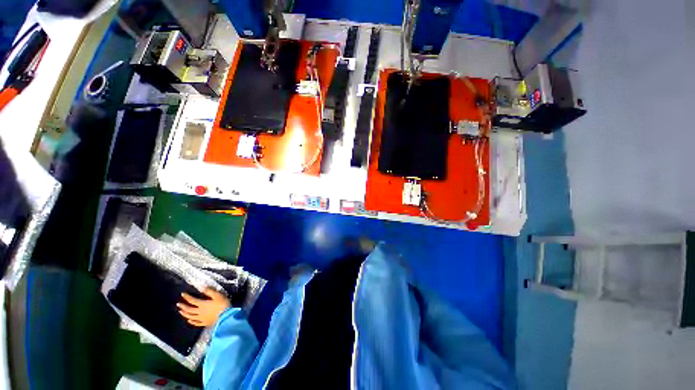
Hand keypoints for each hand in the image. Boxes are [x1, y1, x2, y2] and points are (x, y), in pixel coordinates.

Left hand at [177, 288, 230, 327]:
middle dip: (183, 306)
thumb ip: (209, 291)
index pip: (192, 300)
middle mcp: (199, 312)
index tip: (182, 294)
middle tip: (178, 304)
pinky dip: (191, 321)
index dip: (187, 297)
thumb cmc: (222, 304)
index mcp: (202, 304)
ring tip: (181, 312)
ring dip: (185, 314)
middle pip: (189, 309)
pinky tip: (189, 321)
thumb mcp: (218, 295)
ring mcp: (201, 318)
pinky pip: (196, 323)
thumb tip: (201, 287)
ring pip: (190, 316)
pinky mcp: (205, 323)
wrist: (226, 317)